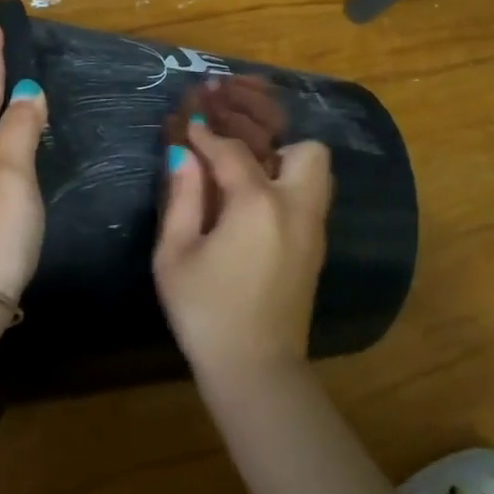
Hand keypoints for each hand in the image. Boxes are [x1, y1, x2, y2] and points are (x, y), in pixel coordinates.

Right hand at [154, 124, 332, 377]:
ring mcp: (313, 228)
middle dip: (271, 143)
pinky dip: (289, 189)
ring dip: (286, 165)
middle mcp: (296, 206)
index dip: (207, 135)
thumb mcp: (176, 254)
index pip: (232, 151)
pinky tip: (256, 209)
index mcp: (258, 203)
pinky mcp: (317, 249)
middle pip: (305, 149)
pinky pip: (311, 199)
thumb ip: (182, 196)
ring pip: (317, 173)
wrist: (255, 369)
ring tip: (247, 180)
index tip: (190, 124)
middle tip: (235, 158)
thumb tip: (182, 154)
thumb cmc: (206, 312)